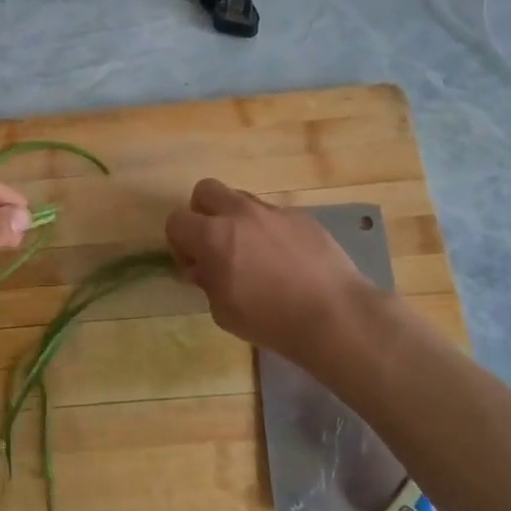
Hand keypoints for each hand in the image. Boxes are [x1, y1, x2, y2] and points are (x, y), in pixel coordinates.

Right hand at [165, 178, 374, 368]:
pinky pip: (275, 215)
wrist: (334, 315)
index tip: (195, 266)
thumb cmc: (270, 321)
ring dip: (237, 220)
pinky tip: (287, 260)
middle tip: (216, 245)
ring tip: (254, 254)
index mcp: (213, 236)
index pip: (176, 221)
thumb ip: (207, 281)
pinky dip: (271, 231)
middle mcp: (240, 213)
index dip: (179, 243)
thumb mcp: (222, 311)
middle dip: (203, 213)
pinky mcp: (302, 217)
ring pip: (242, 199)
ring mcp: (274, 211)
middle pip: (206, 190)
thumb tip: (206, 267)